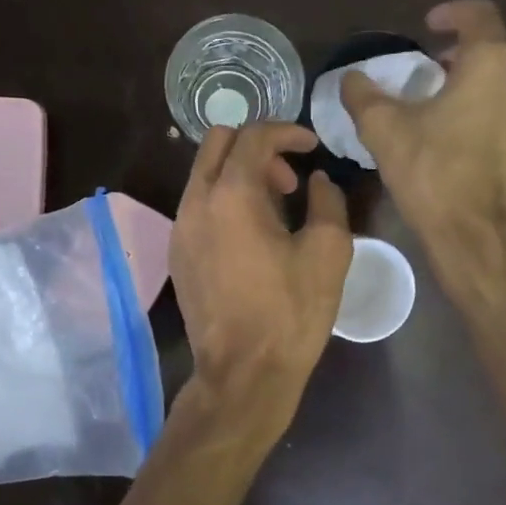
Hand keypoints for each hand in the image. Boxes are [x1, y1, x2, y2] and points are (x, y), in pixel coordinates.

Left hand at [171, 122, 352, 408]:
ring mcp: (180, 228)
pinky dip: (225, 199)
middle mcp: (196, 202)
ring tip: (276, 208)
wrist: (243, 373)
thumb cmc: (290, 312)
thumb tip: (318, 182)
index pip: (253, 136)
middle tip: (289, 178)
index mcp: (232, 194)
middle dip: (257, 146)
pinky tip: (252, 234)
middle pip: (217, 142)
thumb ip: (327, 202)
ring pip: (204, 173)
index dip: (286, 131)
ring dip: (240, 173)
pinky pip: (198, 204)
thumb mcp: (328, 252)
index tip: (311, 146)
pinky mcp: (178, 253)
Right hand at [341, 0, 505, 289]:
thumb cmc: (434, 177)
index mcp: (493, 61)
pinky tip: (491, 141)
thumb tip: (352, 79)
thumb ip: (364, 95)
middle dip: (473, 49)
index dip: (452, 13)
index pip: (478, 14)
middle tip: (443, 69)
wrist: (484, 240)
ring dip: (496, 83)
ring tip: (467, 107)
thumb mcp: (384, 132)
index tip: (430, 26)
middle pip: (505, 44)